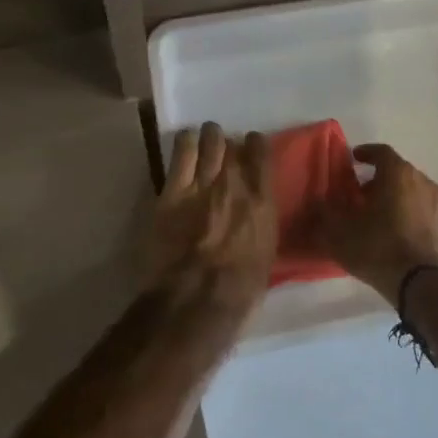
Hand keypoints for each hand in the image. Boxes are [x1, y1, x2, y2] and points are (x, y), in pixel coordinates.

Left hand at [151, 122, 276, 312]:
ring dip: (209, 138)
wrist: (195, 299)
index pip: (263, 154)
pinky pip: (182, 151)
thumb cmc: (237, 290)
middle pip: (234, 145)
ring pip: (210, 140)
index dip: (256, 146)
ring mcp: (203, 183)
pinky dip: (185, 142)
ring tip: (205, 141)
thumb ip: (260, 224)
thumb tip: (255, 214)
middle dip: (229, 145)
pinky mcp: (173, 189)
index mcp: (262, 202)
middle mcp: (236, 183)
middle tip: (224, 151)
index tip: (251, 148)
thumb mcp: (265, 255)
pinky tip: (186, 142)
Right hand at [321, 143, 437, 306]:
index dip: (366, 153)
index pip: (381, 152)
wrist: (421, 283)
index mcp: (398, 173)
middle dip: (377, 179)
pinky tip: (394, 232)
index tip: (353, 160)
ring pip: (411, 191)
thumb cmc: (378, 247)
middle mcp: (421, 181)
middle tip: (359, 194)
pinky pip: (421, 210)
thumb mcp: (339, 231)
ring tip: (376, 215)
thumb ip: (325, 212)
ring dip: (393, 197)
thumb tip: (317, 201)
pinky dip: (407, 213)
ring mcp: (436, 204)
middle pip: (397, 171)